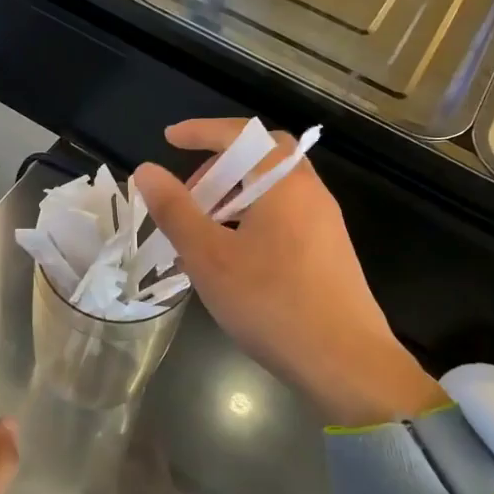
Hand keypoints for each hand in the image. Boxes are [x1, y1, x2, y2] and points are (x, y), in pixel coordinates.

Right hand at [134, 119, 442, 427]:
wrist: (346, 362)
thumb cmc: (272, 304)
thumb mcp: (210, 257)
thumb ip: (176, 210)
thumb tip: (147, 171)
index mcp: (284, 182)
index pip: (242, 134)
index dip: (202, 131)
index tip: (170, 139)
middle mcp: (311, 192)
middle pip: (264, 155)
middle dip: (220, 163)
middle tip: (190, 192)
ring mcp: (326, 222)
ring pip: (275, 188)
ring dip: (236, 193)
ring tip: (204, 228)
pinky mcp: (330, 250)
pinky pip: (286, 213)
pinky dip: (254, 216)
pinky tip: (235, 255)